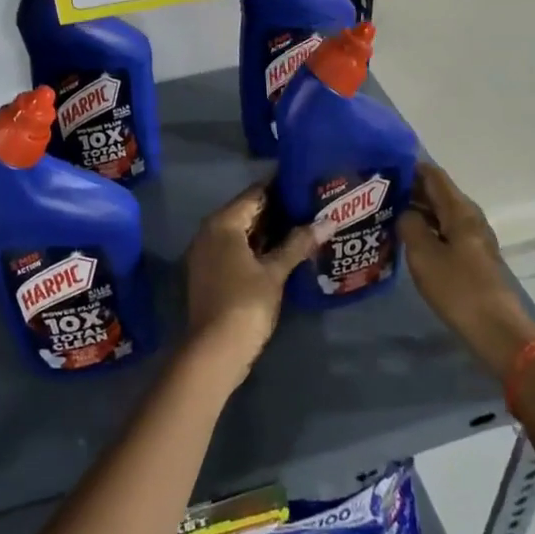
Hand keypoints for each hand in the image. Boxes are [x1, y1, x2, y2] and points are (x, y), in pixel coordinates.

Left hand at [182, 182, 321, 393]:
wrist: (215, 350)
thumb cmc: (245, 303)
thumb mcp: (275, 272)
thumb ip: (298, 243)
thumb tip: (327, 221)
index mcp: (222, 223)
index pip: (254, 194)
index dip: (280, 187)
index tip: (305, 183)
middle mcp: (209, 232)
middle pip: (247, 212)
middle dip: (277, 210)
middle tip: (311, 205)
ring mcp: (207, 254)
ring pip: (241, 233)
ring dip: (269, 231)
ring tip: (304, 225)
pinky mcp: (210, 273)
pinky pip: (235, 249)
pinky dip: (257, 248)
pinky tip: (283, 252)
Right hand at [399, 162, 534, 380]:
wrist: (495, 329)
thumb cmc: (457, 288)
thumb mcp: (424, 254)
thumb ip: (410, 225)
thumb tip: (404, 212)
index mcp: (460, 211)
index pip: (433, 176)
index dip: (409, 167)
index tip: (382, 166)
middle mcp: (469, 217)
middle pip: (437, 193)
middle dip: (409, 189)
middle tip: (376, 191)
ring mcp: (472, 238)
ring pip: (439, 213)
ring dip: (415, 210)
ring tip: (385, 211)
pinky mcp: (471, 257)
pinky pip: (443, 231)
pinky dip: (425, 228)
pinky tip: (405, 237)